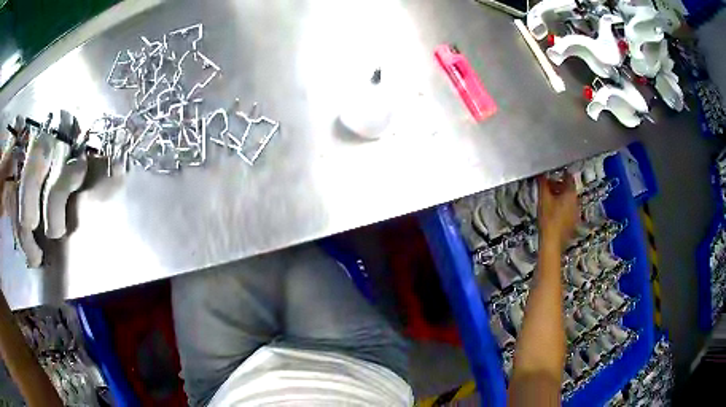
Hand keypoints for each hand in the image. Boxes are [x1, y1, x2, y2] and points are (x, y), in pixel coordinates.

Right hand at [537, 173, 577, 249]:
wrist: (552, 242)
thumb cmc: (548, 218)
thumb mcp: (543, 199)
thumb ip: (543, 184)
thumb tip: (540, 173)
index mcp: (571, 193)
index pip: (568, 177)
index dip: (560, 174)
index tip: (551, 174)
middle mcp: (576, 201)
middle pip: (568, 189)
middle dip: (558, 186)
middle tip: (546, 188)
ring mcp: (576, 213)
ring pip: (568, 200)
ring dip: (560, 197)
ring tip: (548, 200)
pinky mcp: (573, 223)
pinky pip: (568, 210)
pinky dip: (562, 207)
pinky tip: (553, 212)